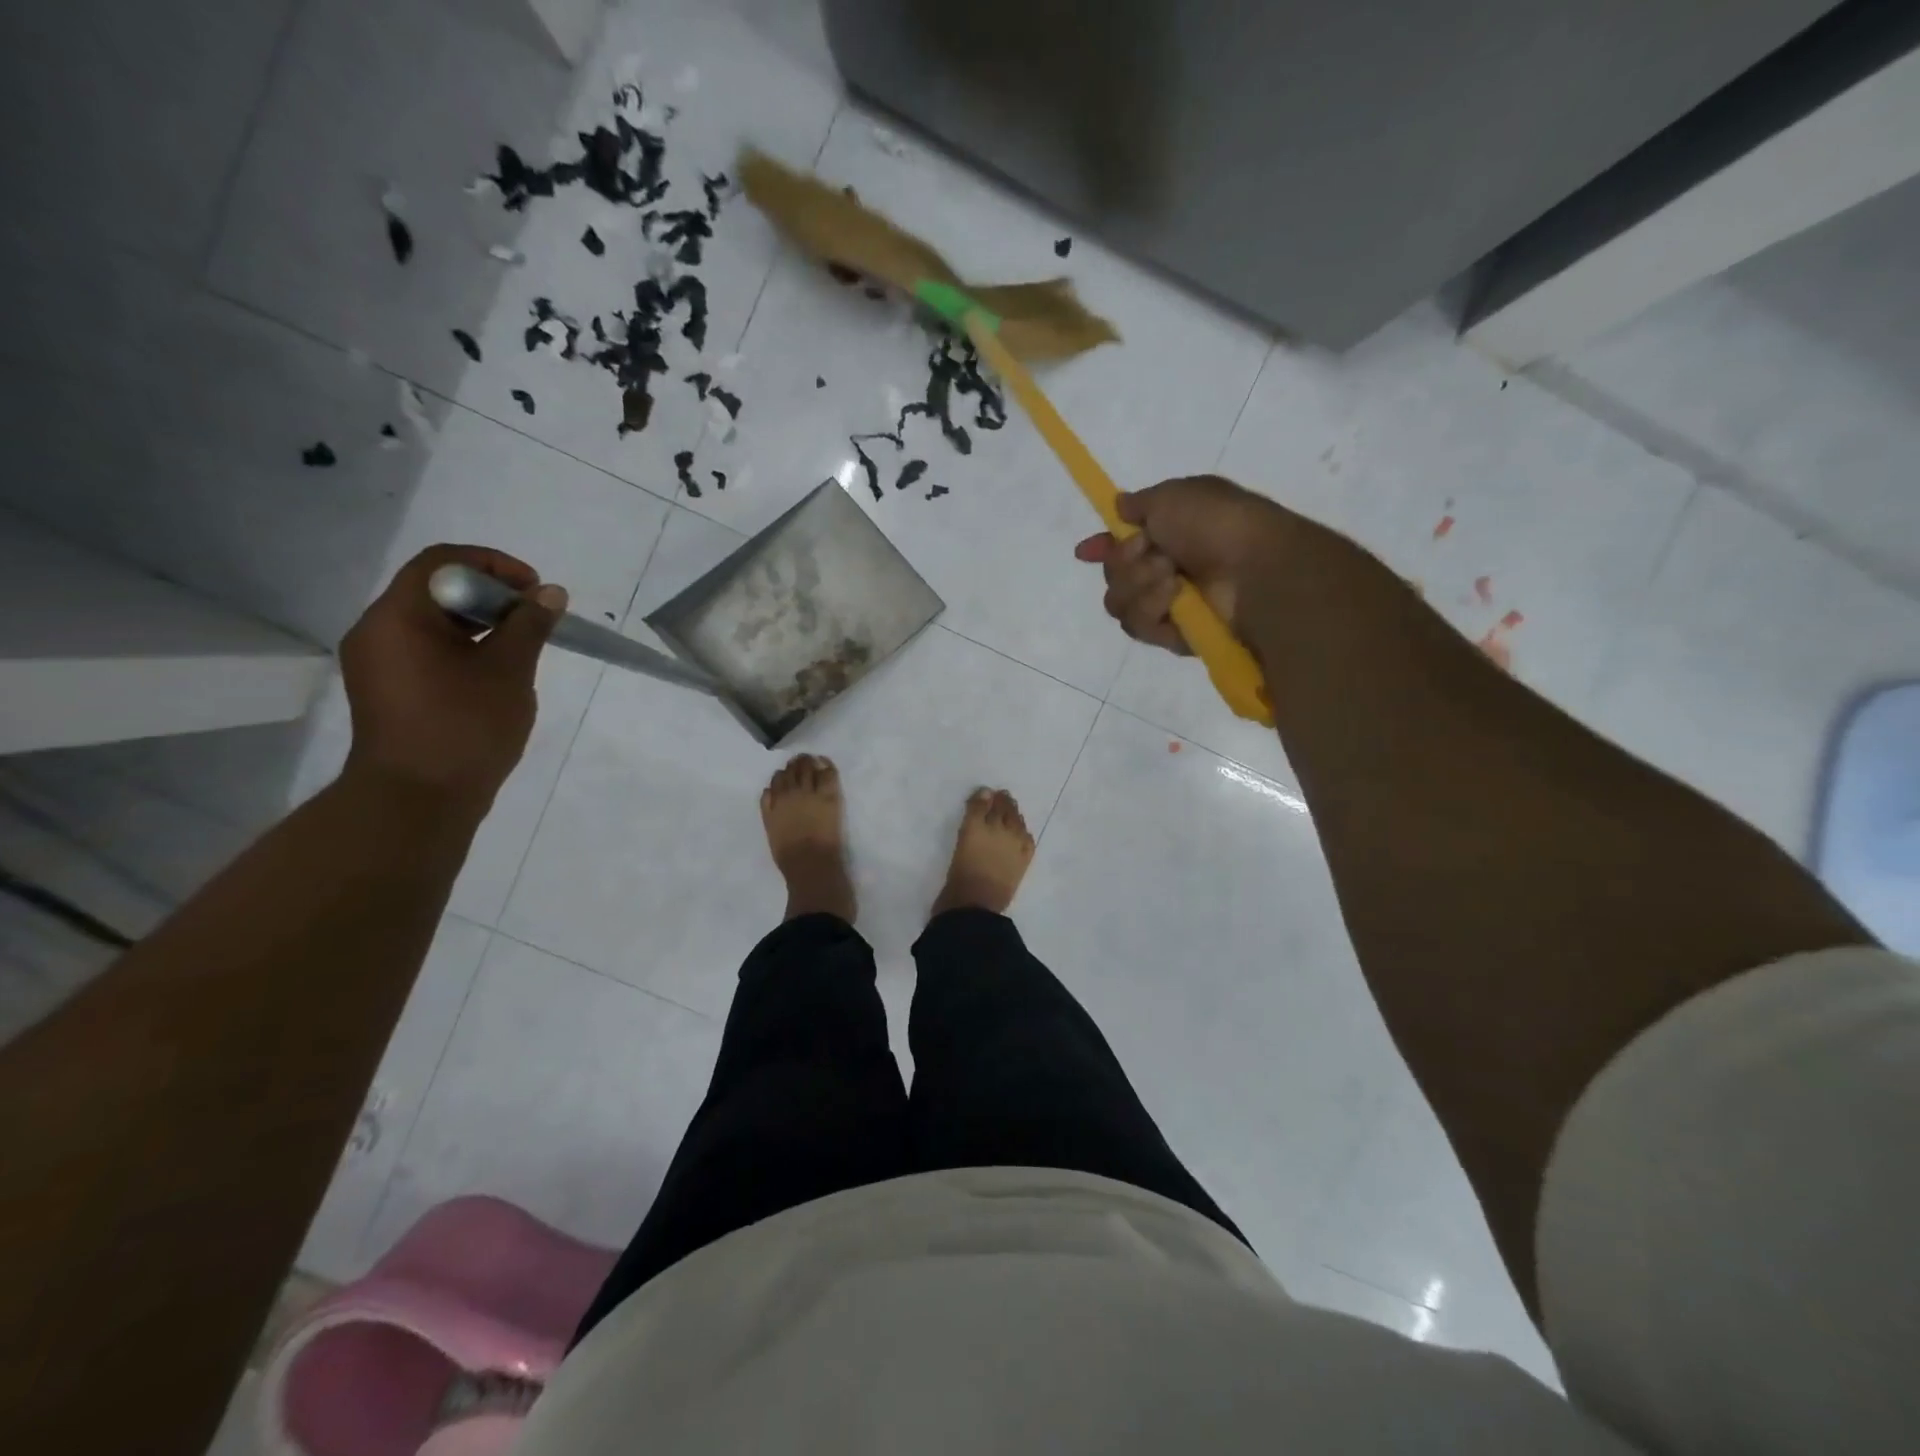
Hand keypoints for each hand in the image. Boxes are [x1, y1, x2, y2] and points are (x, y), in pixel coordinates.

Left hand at [339, 544, 565, 811]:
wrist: (418, 800)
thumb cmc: (465, 727)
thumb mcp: (509, 670)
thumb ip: (530, 625)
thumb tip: (550, 593)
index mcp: (398, 617)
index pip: (442, 561)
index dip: (494, 564)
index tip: (534, 589)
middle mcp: (378, 631)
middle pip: (435, 589)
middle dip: (492, 595)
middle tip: (535, 618)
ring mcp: (379, 663)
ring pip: (433, 622)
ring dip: (481, 624)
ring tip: (522, 646)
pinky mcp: (389, 690)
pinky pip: (427, 650)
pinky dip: (465, 648)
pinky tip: (496, 673)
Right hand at [1074, 475, 1292, 653]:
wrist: (1254, 568)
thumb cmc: (1217, 523)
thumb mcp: (1174, 495)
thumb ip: (1140, 503)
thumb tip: (1120, 507)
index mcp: (1168, 535)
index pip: (1121, 546)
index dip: (1102, 548)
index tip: (1085, 551)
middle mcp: (1164, 570)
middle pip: (1113, 576)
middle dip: (1124, 562)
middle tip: (1152, 553)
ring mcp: (1168, 606)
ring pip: (1119, 603)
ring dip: (1139, 585)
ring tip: (1171, 575)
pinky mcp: (1172, 636)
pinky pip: (1139, 626)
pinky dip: (1153, 608)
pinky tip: (1175, 596)